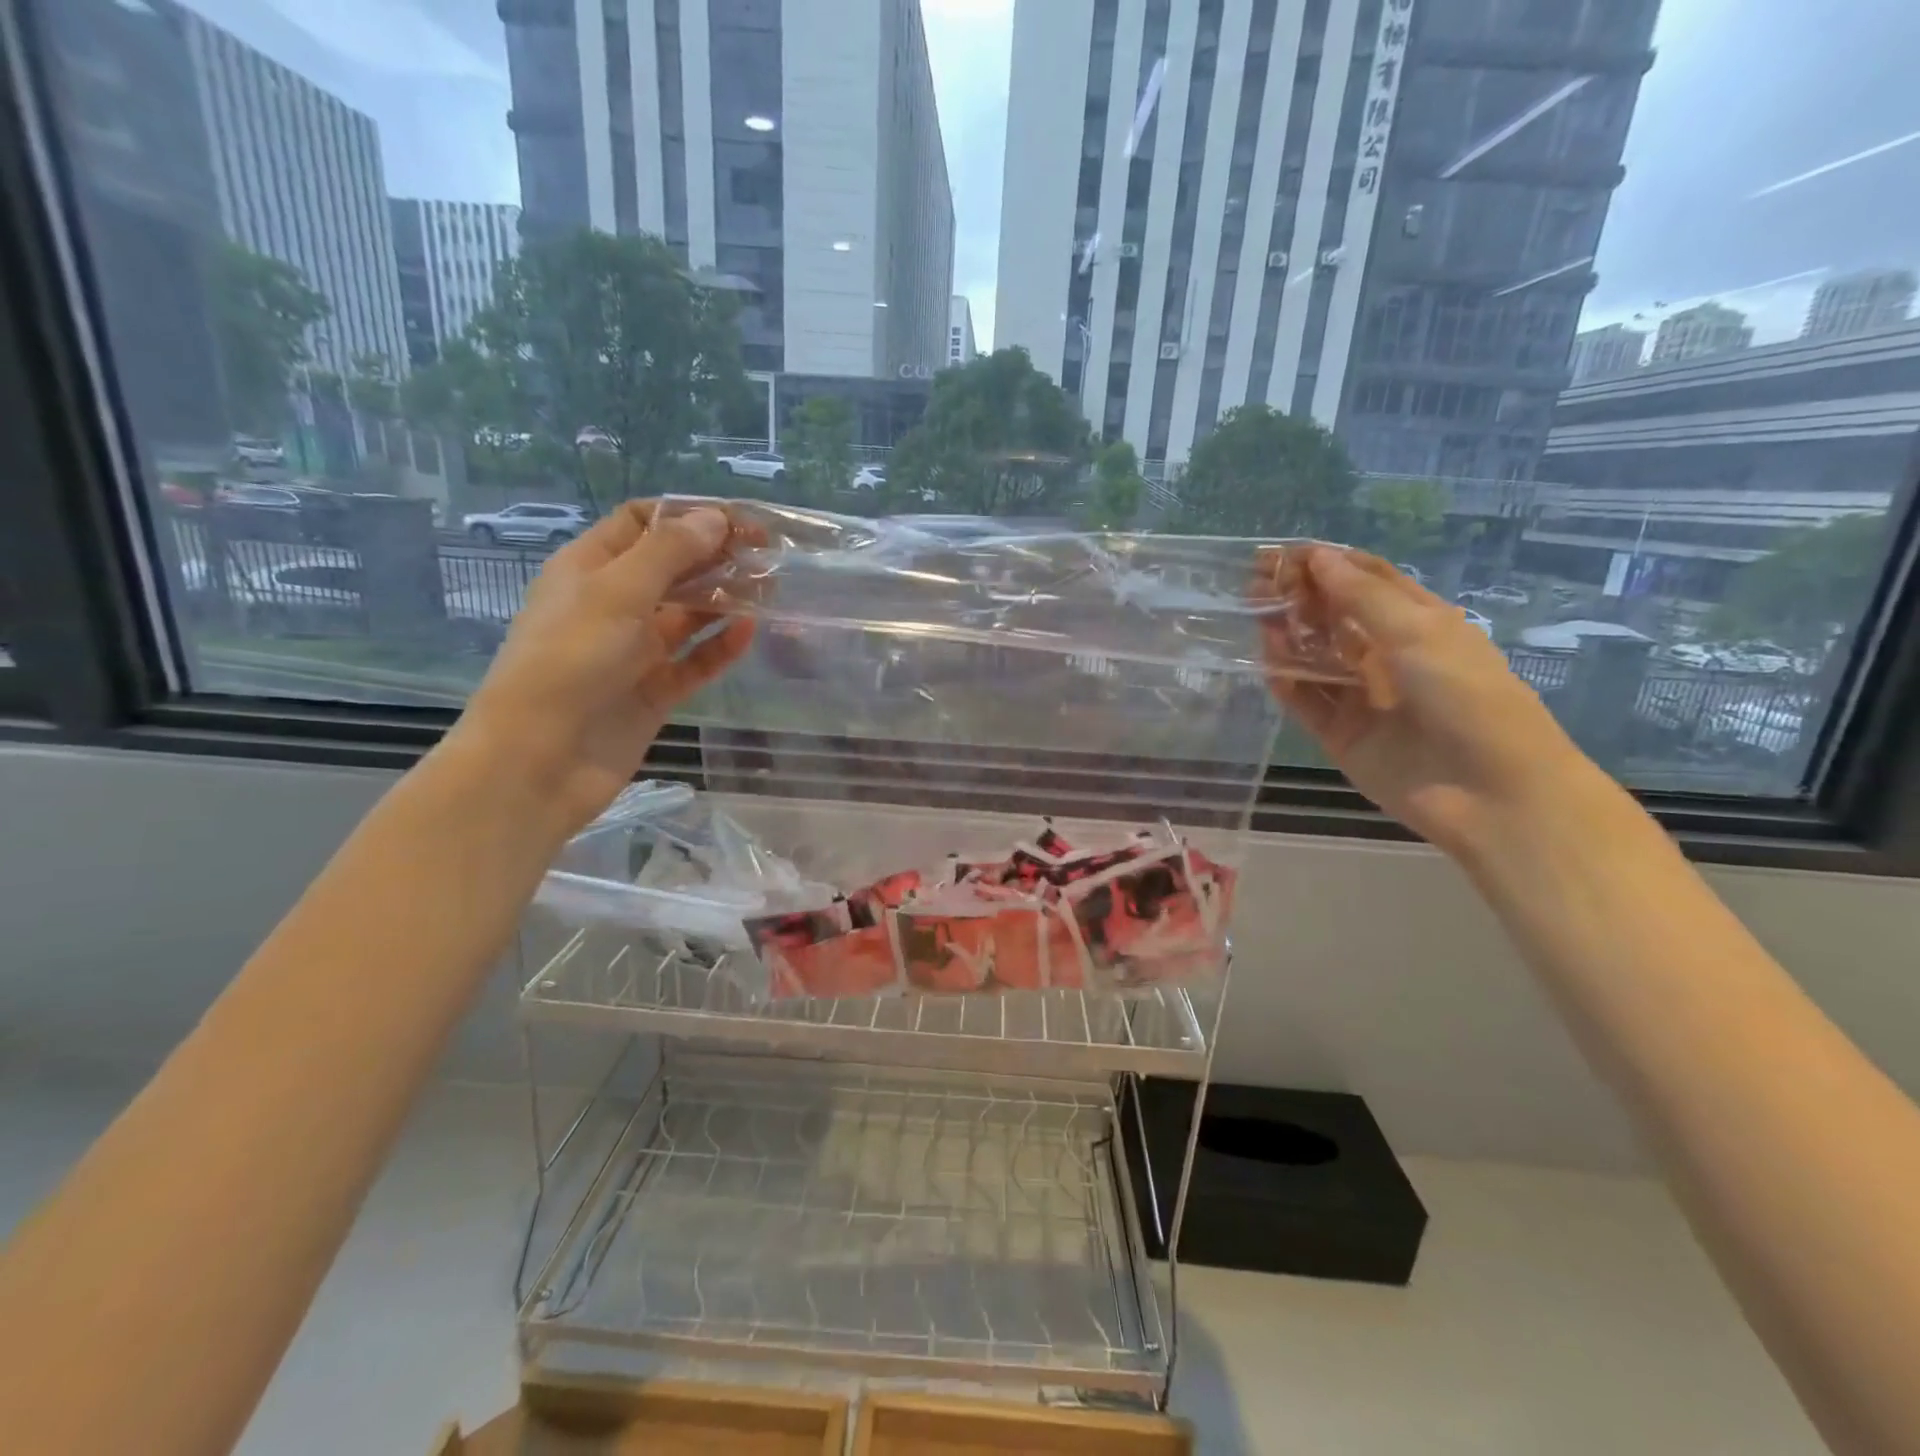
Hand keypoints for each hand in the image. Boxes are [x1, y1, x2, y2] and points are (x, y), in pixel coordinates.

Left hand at [450, 500, 753, 839]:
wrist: (542, 759)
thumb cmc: (570, 661)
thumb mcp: (618, 593)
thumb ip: (670, 552)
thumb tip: (717, 518)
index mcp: (589, 568)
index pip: (641, 522)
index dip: (688, 515)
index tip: (738, 521)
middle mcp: (612, 604)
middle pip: (671, 567)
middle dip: (715, 556)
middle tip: (766, 556)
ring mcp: (634, 650)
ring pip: (688, 615)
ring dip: (725, 600)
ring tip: (769, 590)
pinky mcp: (654, 690)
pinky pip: (694, 660)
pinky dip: (721, 646)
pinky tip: (749, 632)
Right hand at [1262, 547, 1596, 854]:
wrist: (1490, 793)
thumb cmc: (1468, 698)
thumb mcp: (1419, 633)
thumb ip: (1361, 597)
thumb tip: (1316, 558)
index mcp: (1421, 624)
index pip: (1368, 581)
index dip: (1328, 563)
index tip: (1284, 553)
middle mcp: (1389, 656)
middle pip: (1335, 617)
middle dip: (1298, 596)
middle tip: (1256, 581)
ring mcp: (1363, 697)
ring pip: (1315, 658)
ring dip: (1287, 634)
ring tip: (1255, 614)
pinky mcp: (1342, 735)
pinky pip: (1306, 701)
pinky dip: (1286, 681)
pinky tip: (1267, 661)